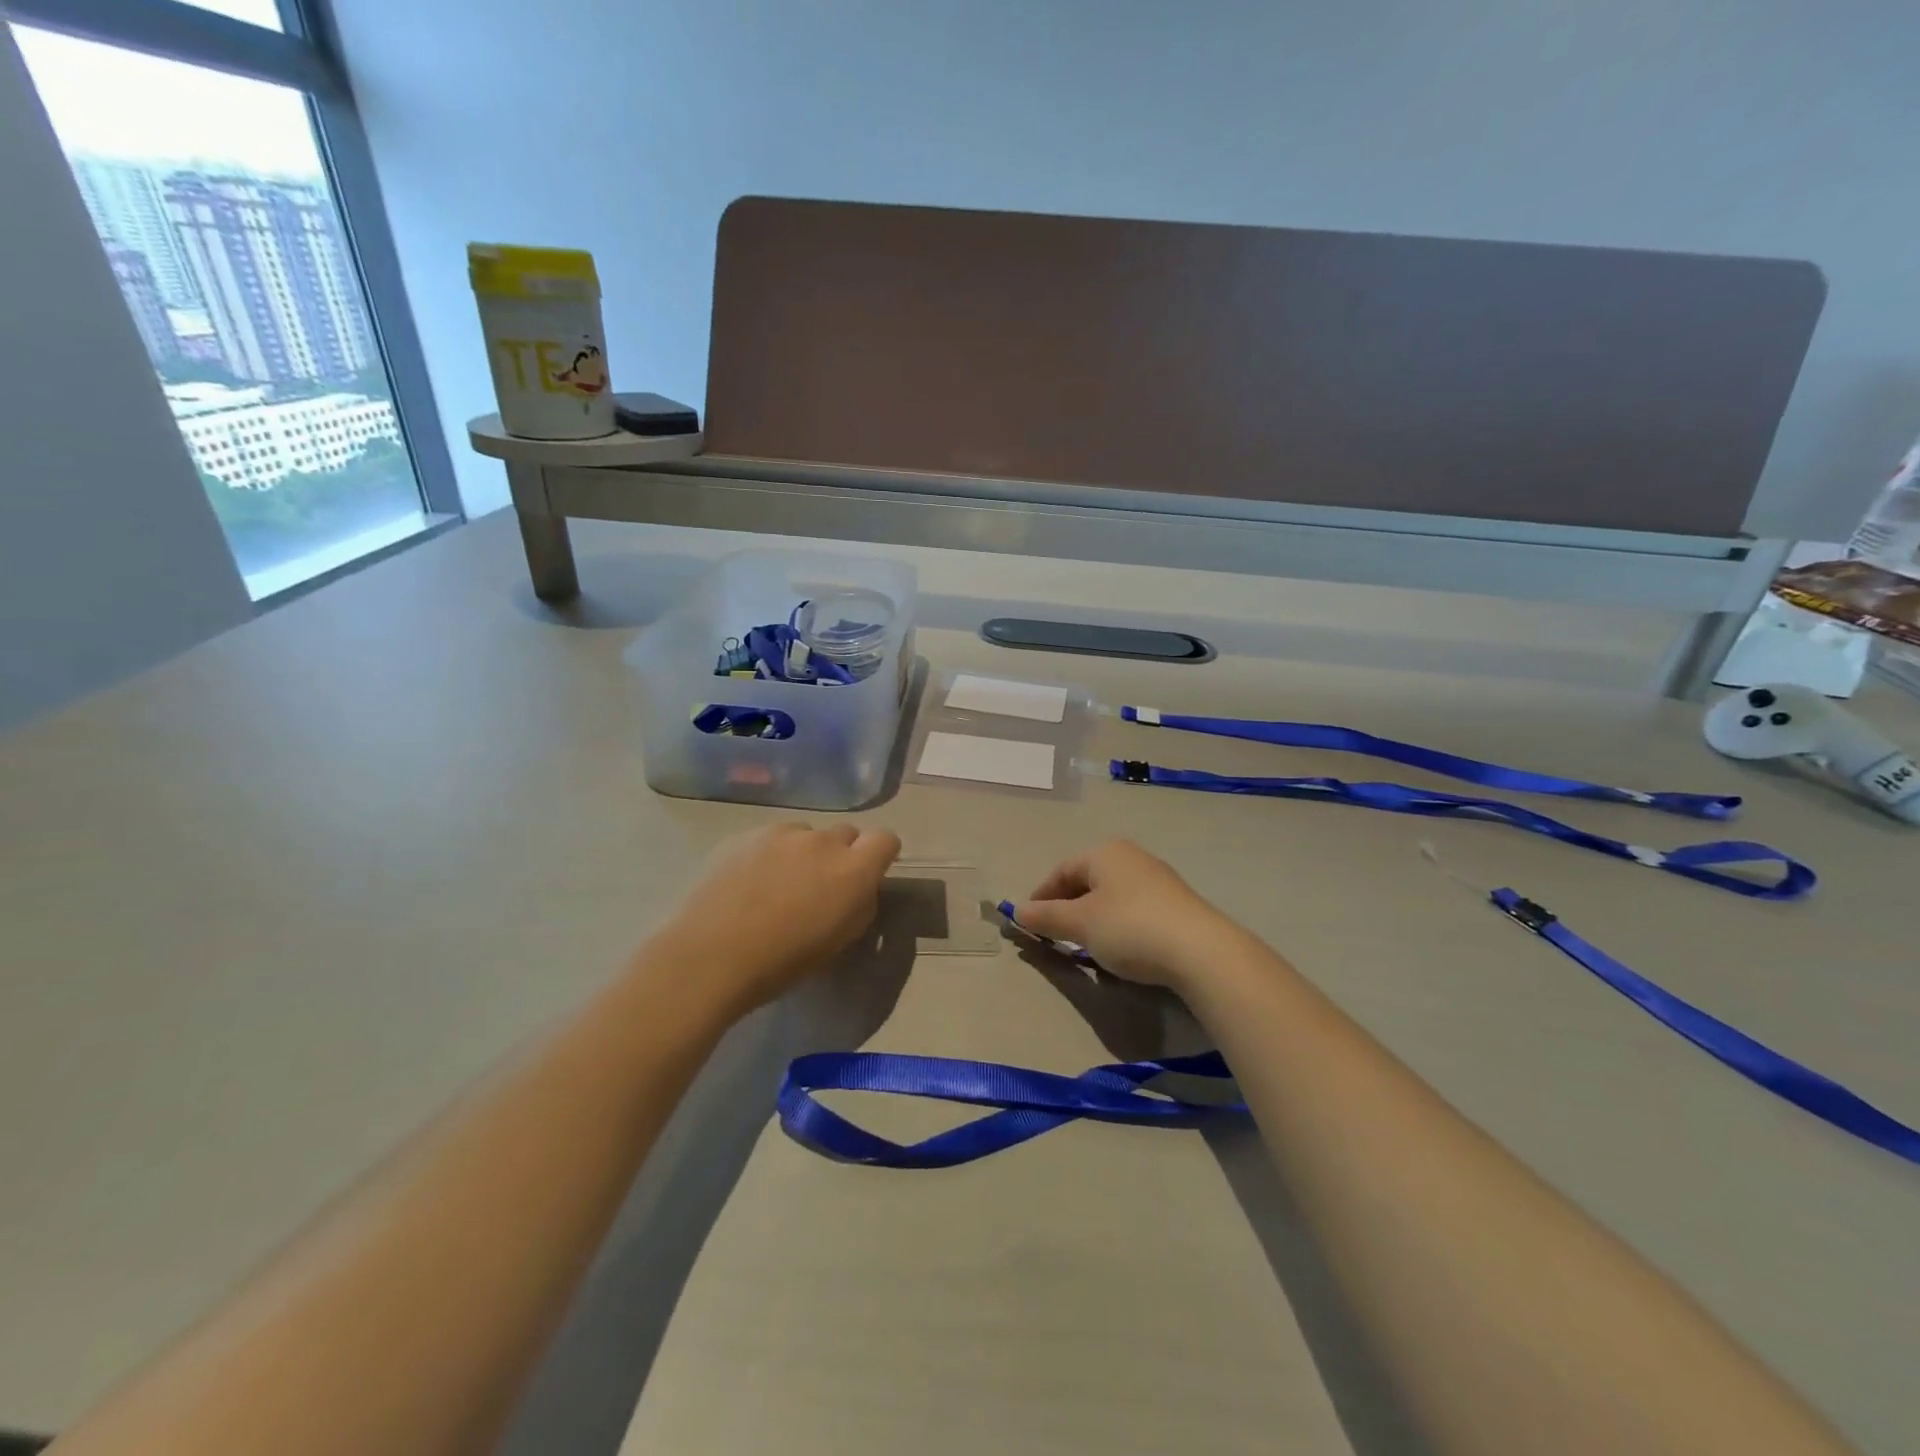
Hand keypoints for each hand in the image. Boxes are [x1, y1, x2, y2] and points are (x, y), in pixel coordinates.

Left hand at [652, 822, 901, 1013]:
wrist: (710, 956)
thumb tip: (858, 889)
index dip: (880, 854)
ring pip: (806, 834)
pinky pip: (771, 838)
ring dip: (804, 853)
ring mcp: (782, 833)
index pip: (885, 839)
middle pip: (846, 833)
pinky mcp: (746, 835)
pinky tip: (748, 883)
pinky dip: (770, 854)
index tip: (869, 874)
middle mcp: (823, 841)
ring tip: (778, 885)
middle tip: (821, 885)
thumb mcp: (839, 942)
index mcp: (853, 870)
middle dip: (841, 854)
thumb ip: (859, 906)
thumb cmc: (783, 962)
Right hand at [1011, 839, 1249, 992]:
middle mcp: (1131, 857)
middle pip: (1087, 881)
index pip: (1061, 870)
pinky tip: (1121, 950)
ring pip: (1111, 897)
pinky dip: (1118, 927)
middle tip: (1056, 937)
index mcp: (1105, 853)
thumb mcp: (1081, 924)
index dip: (1041, 896)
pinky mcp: (1176, 904)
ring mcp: (1157, 879)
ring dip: (1093, 920)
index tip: (1030, 924)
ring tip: (1086, 947)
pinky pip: (1134, 910)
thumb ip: (1046, 917)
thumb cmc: (1130, 928)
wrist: (1201, 951)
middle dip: (1067, 909)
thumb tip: (1018, 910)